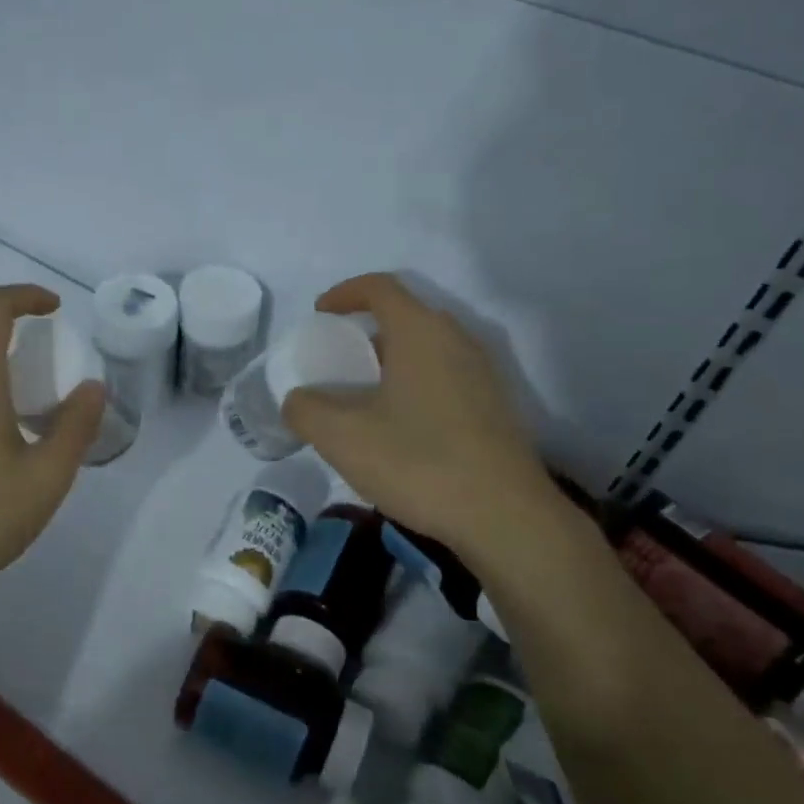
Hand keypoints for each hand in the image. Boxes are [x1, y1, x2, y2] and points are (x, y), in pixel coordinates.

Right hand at [282, 273, 561, 560]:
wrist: (504, 516)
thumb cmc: (418, 462)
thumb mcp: (342, 438)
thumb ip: (306, 410)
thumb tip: (299, 400)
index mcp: (421, 332)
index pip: (380, 287)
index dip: (344, 293)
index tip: (319, 315)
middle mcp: (457, 341)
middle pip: (406, 317)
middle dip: (367, 332)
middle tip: (340, 364)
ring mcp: (483, 374)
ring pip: (428, 350)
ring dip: (393, 363)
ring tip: (366, 400)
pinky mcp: (496, 408)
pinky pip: (446, 378)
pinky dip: (416, 386)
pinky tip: (402, 430)